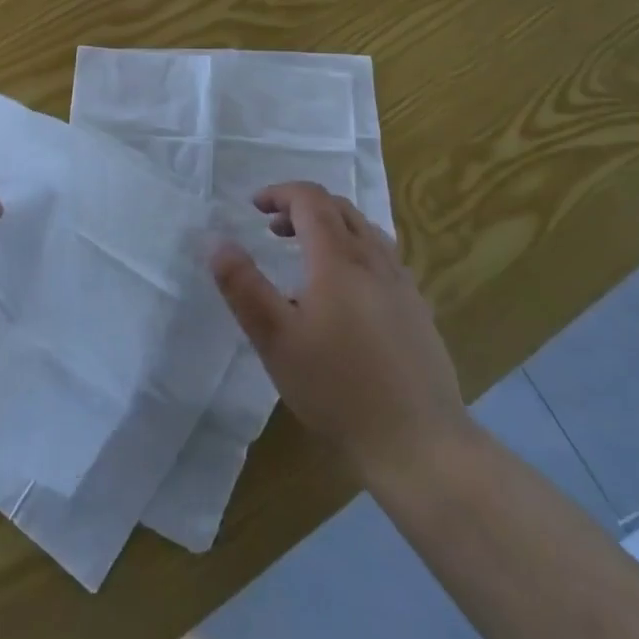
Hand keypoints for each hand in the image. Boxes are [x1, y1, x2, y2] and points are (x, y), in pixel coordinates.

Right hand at [210, 182, 472, 484]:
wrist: (421, 445)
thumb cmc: (338, 389)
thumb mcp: (275, 339)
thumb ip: (243, 286)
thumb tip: (217, 241)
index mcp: (338, 258)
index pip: (310, 199)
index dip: (280, 193)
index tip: (254, 207)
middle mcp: (374, 260)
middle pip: (339, 208)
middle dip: (302, 207)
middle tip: (273, 230)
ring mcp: (402, 285)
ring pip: (365, 231)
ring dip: (330, 227)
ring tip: (305, 256)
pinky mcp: (418, 311)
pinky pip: (382, 258)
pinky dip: (354, 252)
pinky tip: (344, 294)